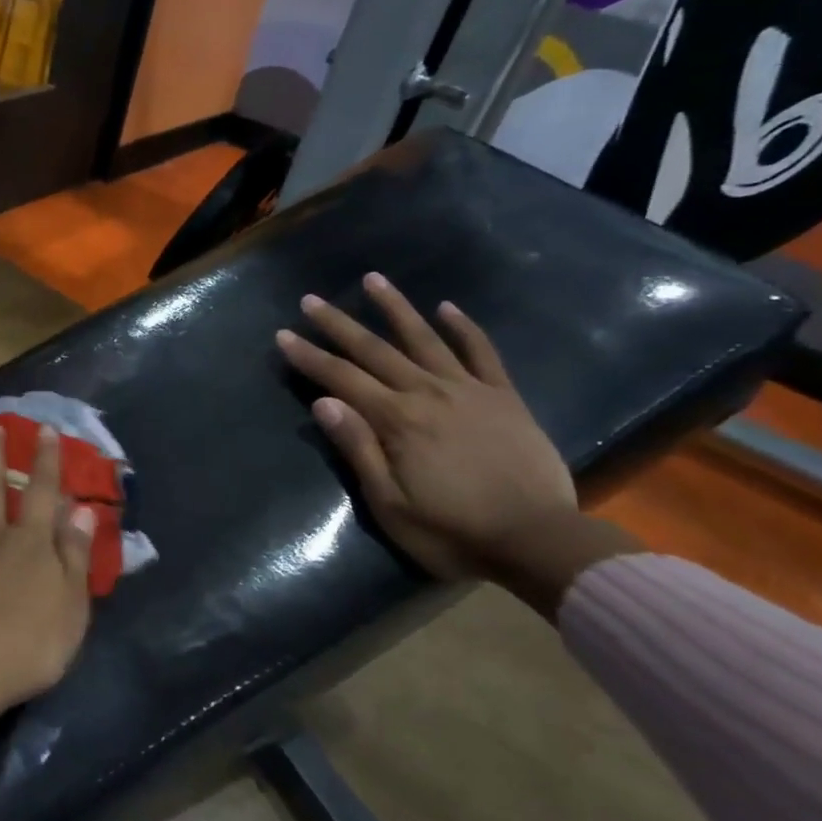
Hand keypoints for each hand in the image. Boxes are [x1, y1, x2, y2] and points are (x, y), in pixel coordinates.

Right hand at [276, 273, 635, 614]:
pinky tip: (447, 307)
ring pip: (425, 339)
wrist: (538, 541)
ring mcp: (470, 390)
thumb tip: (323, 402)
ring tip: (373, 279)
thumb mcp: (391, 503)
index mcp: (397, 420)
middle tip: (311, 300)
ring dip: (396, 308)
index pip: (342, 379)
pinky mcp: (504, 398)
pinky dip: (464, 328)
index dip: (310, 357)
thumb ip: (359, 449)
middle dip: (339, 325)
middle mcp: (429, 393)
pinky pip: (481, 353)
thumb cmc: (453, 531)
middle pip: (375, 351)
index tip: (283, 335)